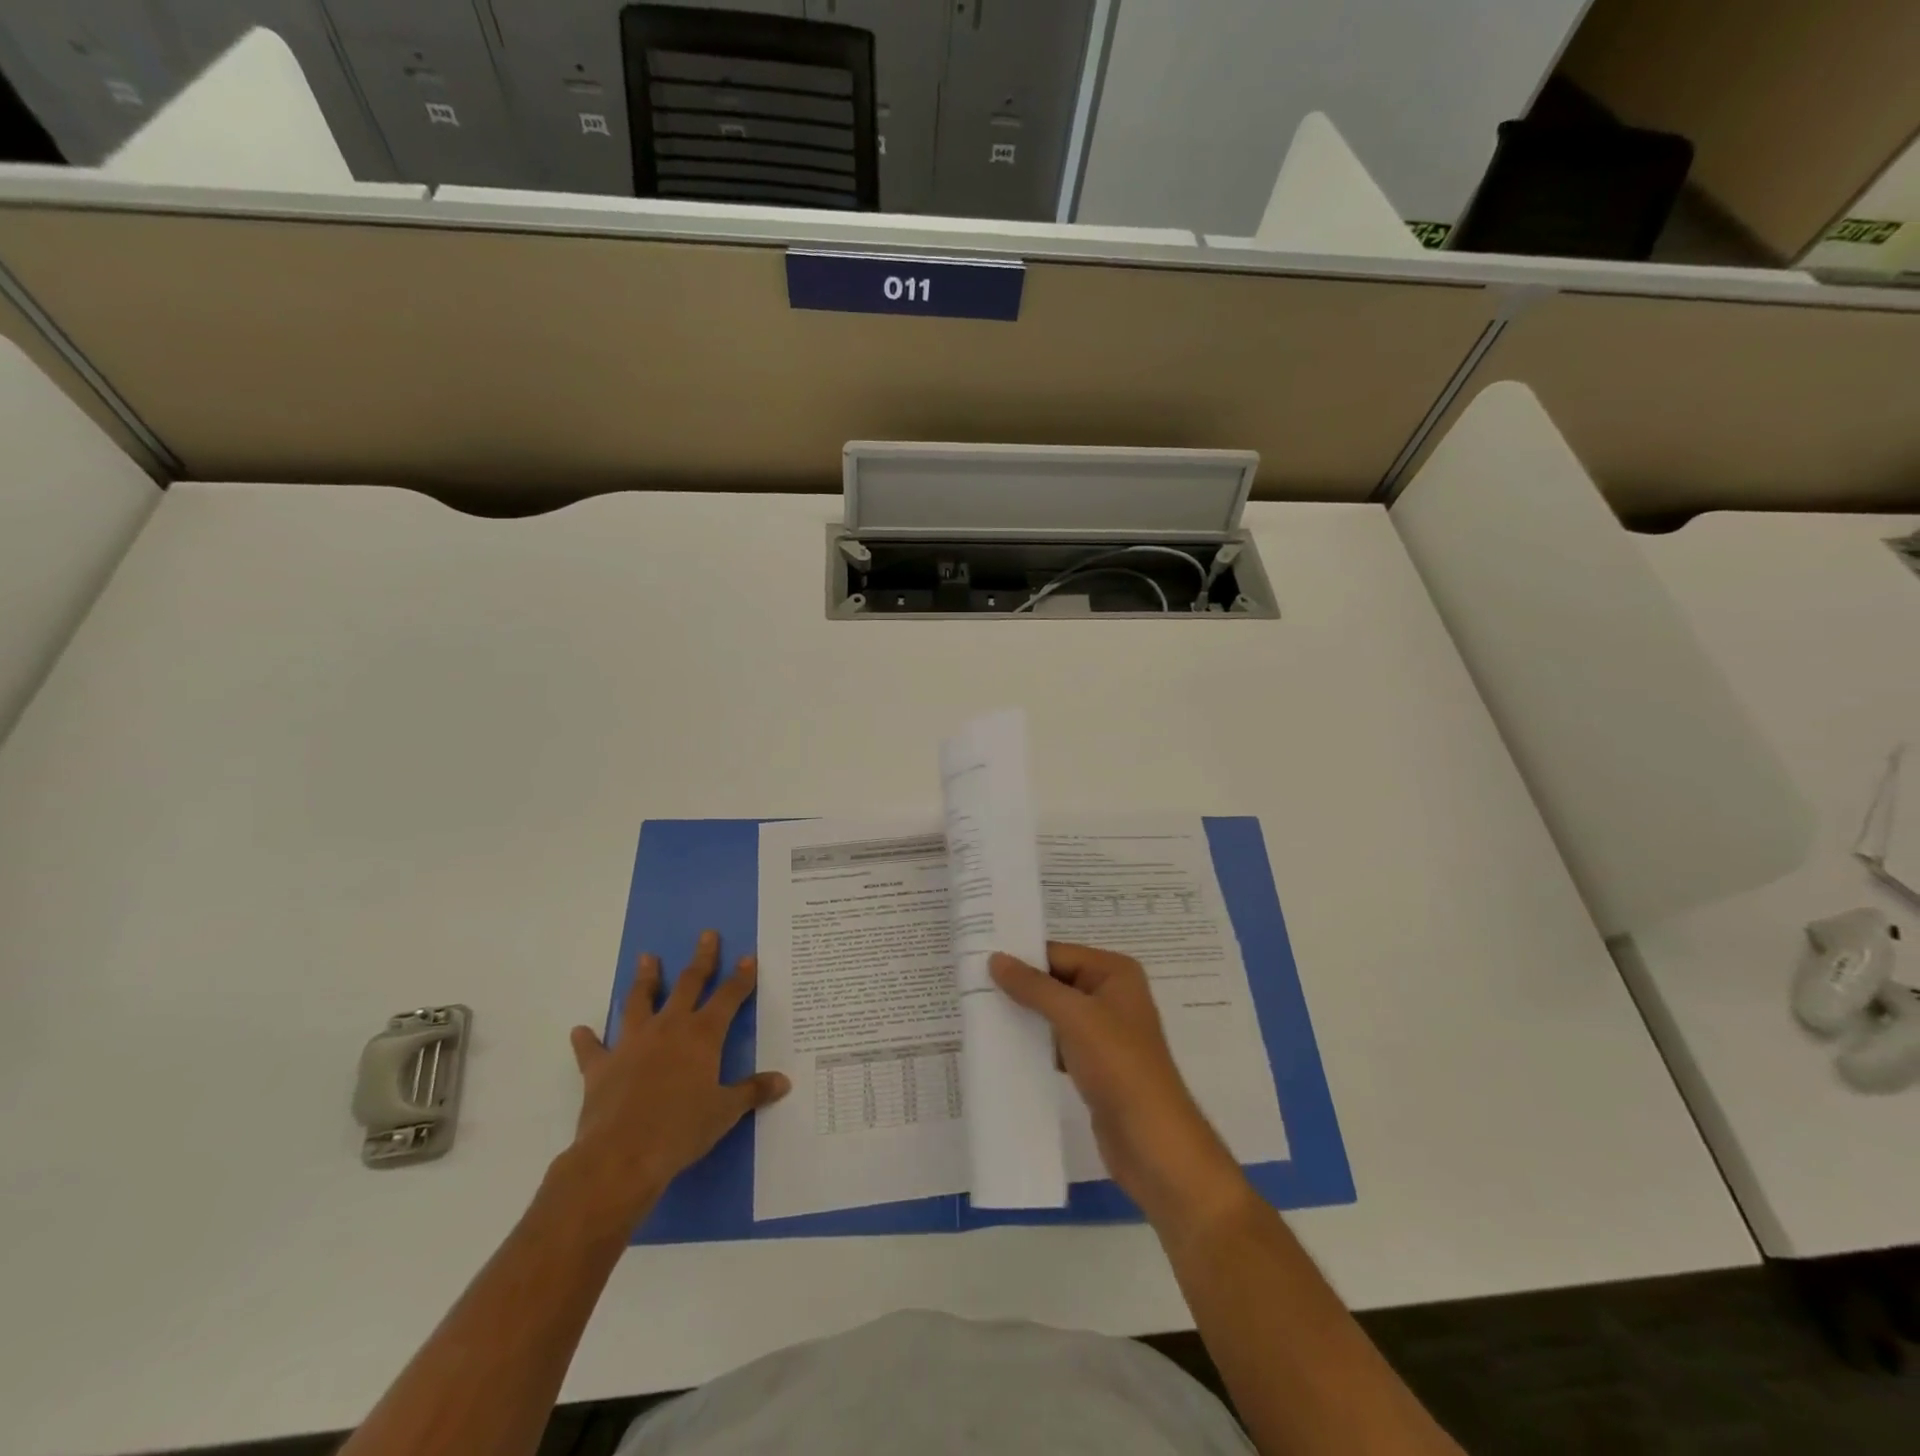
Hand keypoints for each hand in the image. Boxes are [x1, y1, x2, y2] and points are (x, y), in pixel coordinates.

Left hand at [562, 930, 789, 1230]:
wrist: (621, 1156)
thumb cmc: (681, 1130)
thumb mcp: (725, 1112)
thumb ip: (753, 1091)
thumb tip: (784, 1081)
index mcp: (702, 1035)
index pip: (728, 997)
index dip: (741, 977)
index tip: (748, 957)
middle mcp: (669, 1028)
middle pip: (688, 984)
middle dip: (701, 959)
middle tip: (706, 935)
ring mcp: (632, 1044)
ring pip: (640, 1001)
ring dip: (645, 979)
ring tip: (646, 958)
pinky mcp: (601, 1067)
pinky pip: (592, 1049)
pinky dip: (586, 1039)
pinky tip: (579, 1030)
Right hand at [991, 942, 1247, 1231]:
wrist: (1154, 1144)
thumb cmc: (1119, 1066)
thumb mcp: (1074, 1018)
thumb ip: (1033, 986)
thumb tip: (995, 958)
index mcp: (1115, 972)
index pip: (1058, 953)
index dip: (1021, 958)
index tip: (978, 962)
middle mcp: (1112, 995)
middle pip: (1055, 981)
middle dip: (1019, 987)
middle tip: (972, 988)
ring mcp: (1104, 1032)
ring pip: (1054, 1013)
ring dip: (1024, 1016)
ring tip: (980, 1014)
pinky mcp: (1095, 1064)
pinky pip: (1057, 1042)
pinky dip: (1035, 1044)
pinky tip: (1004, 1048)